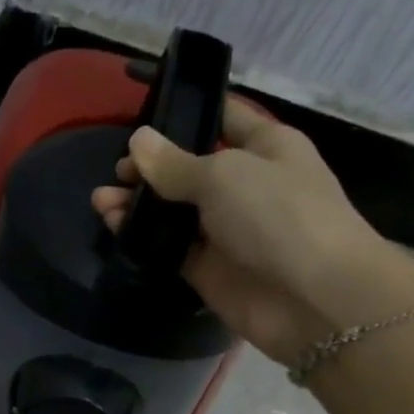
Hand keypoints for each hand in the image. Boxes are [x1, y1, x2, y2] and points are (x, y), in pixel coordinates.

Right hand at [91, 98, 413, 365]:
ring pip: (173, 211)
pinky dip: (141, 237)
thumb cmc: (278, 216)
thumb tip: (138, 142)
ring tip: (100, 199)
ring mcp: (225, 230)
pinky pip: (168, 247)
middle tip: (116, 170)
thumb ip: (174, 163)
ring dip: (138, 203)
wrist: (313, 299)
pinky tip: (111, 225)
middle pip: (189, 168)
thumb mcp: (224, 175)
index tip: (143, 115)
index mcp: (264, 147)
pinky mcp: (208, 269)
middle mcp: (244, 185)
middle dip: (152, 166)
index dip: (186, 114)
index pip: (222, 118)